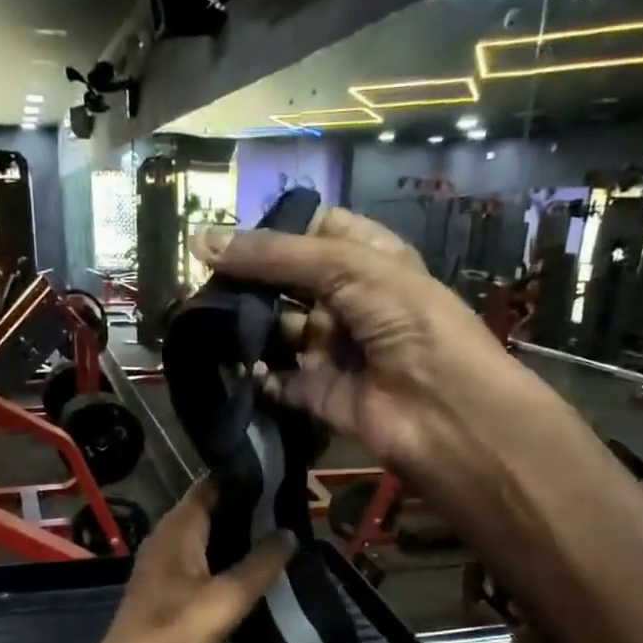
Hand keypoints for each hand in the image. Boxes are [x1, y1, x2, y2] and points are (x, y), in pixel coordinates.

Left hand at [84, 480, 296, 642]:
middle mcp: (168, 539)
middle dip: (249, 506)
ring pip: (210, 539)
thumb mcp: (226, 599)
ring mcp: (167, 567)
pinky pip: (205, 564)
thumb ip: (261, 564)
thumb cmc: (174, 634)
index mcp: (176, 529)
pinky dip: (230, 562)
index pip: (210, 484)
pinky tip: (257, 571)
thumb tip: (290, 532)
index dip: (243, 476)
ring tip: (284, 533)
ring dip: (241, 536)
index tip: (282, 473)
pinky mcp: (170, 593)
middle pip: (212, 510)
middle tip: (293, 505)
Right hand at [191, 208, 536, 498]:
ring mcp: (335, 350)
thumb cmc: (407, 321)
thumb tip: (199, 240)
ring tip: (207, 321)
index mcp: (370, 259)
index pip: (316, 231)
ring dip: (247, 327)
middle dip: (251, 281)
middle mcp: (351, 302)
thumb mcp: (347, 267)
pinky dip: (258, 376)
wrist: (442, 411)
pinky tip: (238, 366)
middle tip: (205, 281)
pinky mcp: (321, 394)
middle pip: (290, 282)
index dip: (277, 230)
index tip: (230, 236)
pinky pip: (280, 381)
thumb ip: (275, 255)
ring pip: (280, 331)